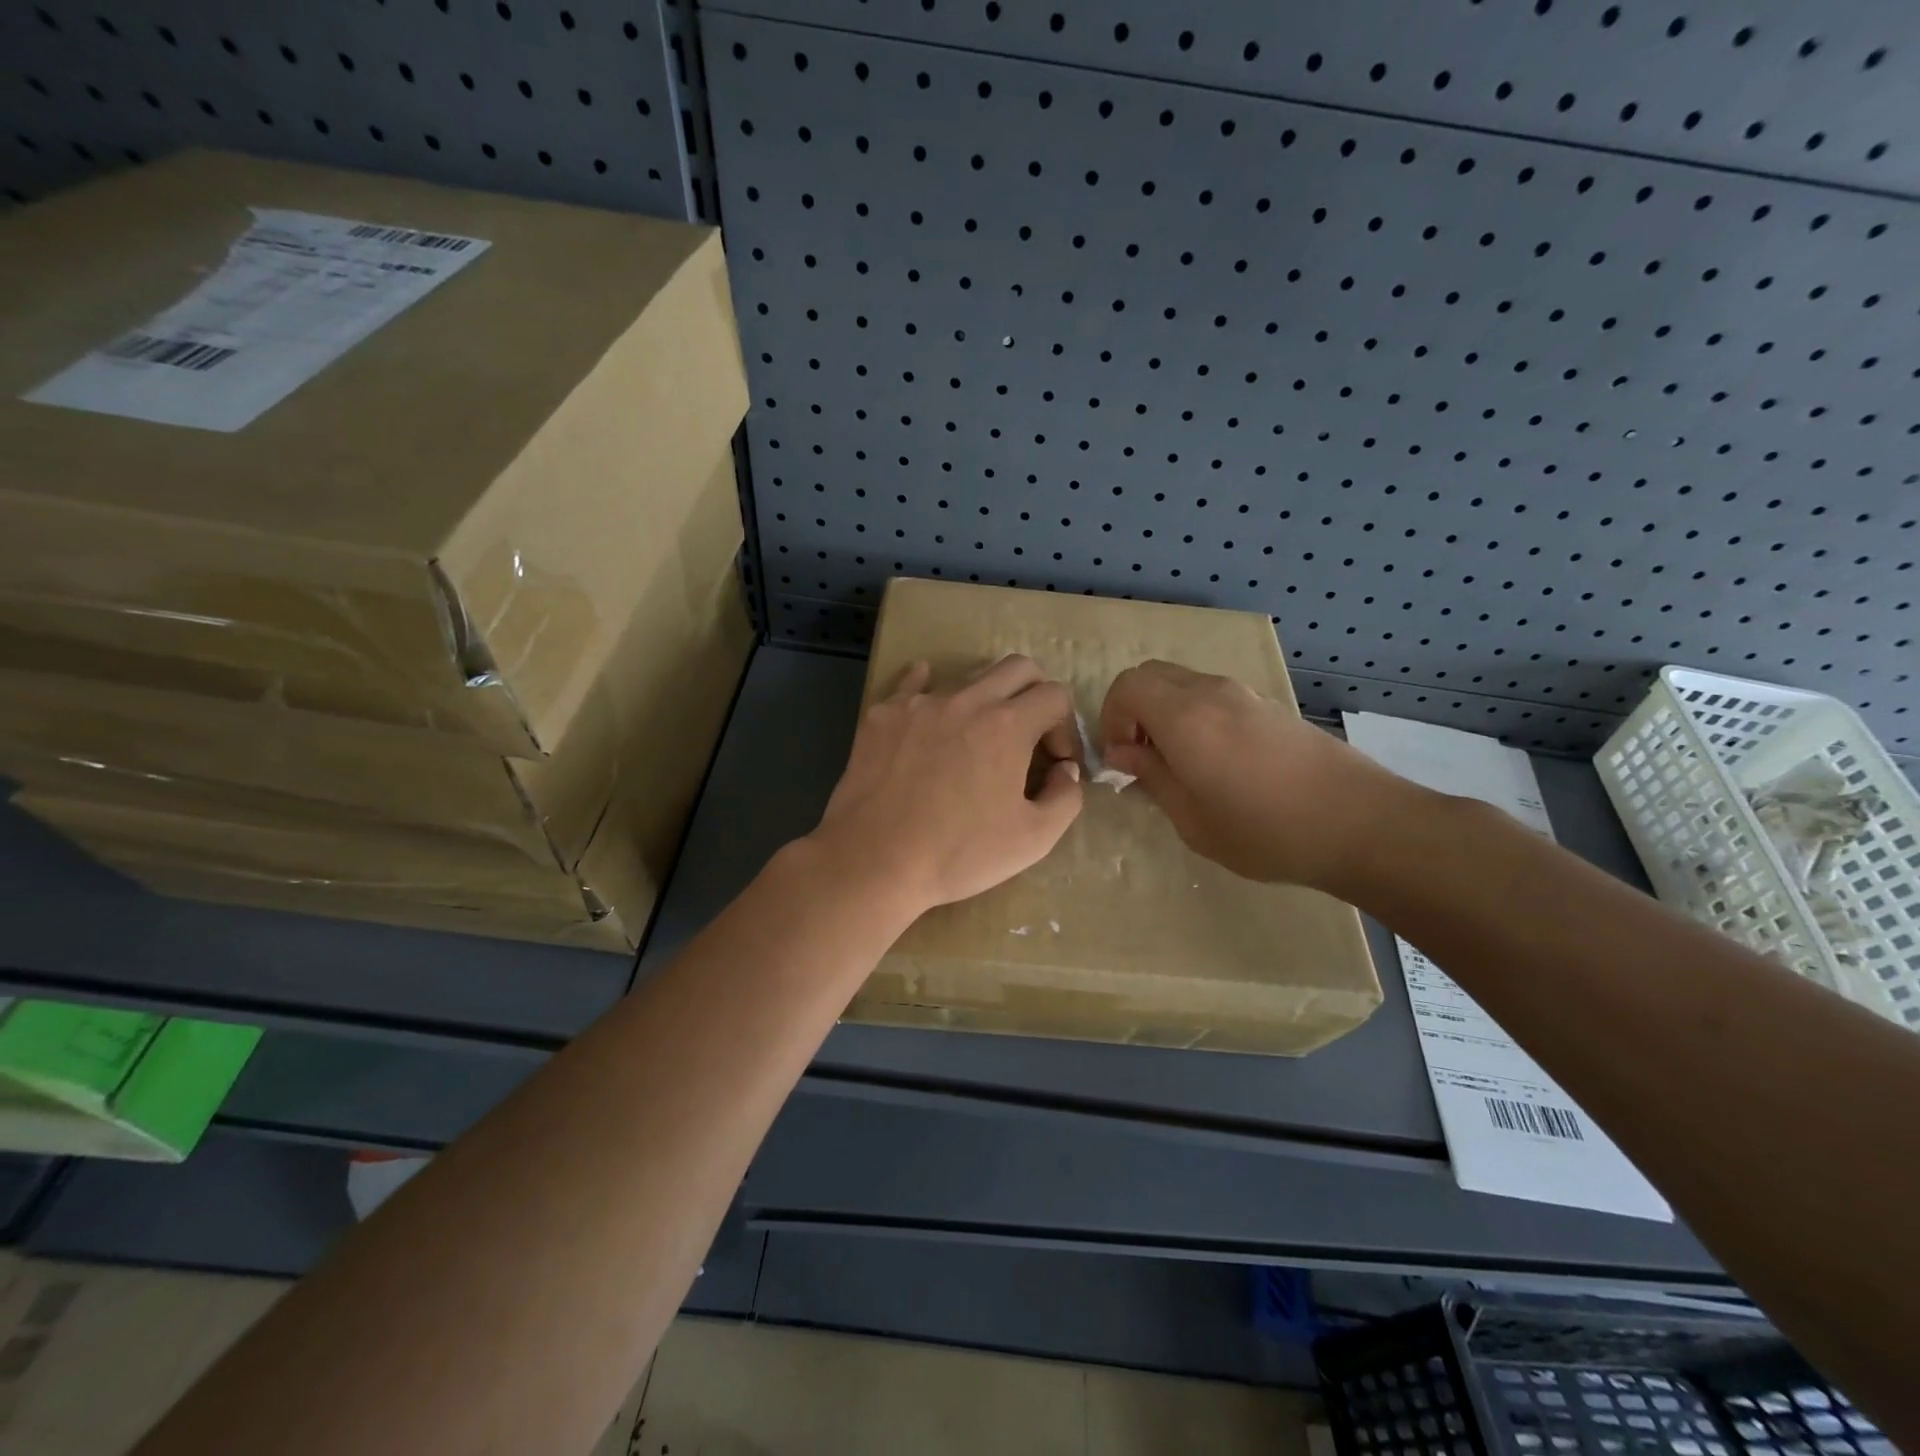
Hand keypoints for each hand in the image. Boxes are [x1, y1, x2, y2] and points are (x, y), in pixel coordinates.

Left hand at [810, 656, 1083, 915]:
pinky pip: (912, 684)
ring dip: (987, 699)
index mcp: (1008, 725)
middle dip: (1036, 694)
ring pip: (968, 677)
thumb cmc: (958, 853)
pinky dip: (930, 687)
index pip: (1056, 696)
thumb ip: (1066, 797)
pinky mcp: (883, 714)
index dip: (1066, 728)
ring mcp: (920, 702)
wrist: (873, 860)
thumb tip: (1065, 770)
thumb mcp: (1033, 839)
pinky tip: (931, 708)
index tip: (1054, 763)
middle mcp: (967, 700)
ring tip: (978, 739)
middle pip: (1018, 668)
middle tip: (1029, 735)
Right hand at [1100, 660, 1414, 889]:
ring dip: (1165, 713)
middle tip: (1140, 756)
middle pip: (1152, 675)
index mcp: (1185, 716)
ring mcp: (1245, 695)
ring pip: (1184, 684)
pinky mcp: (1270, 707)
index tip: (1119, 759)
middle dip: (1132, 710)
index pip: (1127, 686)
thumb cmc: (1266, 831)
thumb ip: (1152, 776)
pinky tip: (1216, 763)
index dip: (1110, 718)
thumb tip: (1123, 753)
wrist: (1362, 823)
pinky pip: (1214, 697)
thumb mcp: (1192, 819)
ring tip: (1178, 764)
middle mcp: (1212, 692)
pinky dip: (1195, 716)